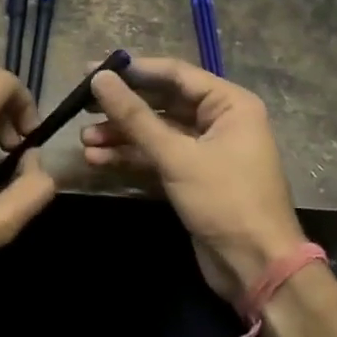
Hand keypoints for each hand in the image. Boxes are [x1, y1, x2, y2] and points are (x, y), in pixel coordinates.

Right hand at [84, 57, 304, 304]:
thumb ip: (135, 117)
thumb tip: (99, 79)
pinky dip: (130, 157)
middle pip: (162, 102)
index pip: (175, 74)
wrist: (256, 267)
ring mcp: (205, 151)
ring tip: (84, 139)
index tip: (93, 69)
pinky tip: (97, 159)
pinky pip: (157, 157)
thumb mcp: (177, 156)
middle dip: (122, 107)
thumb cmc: (225, 200)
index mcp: (230, 104)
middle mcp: (219, 121)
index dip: (133, 70)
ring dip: (121, 135)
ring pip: (156, 132)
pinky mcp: (192, 178)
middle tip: (81, 104)